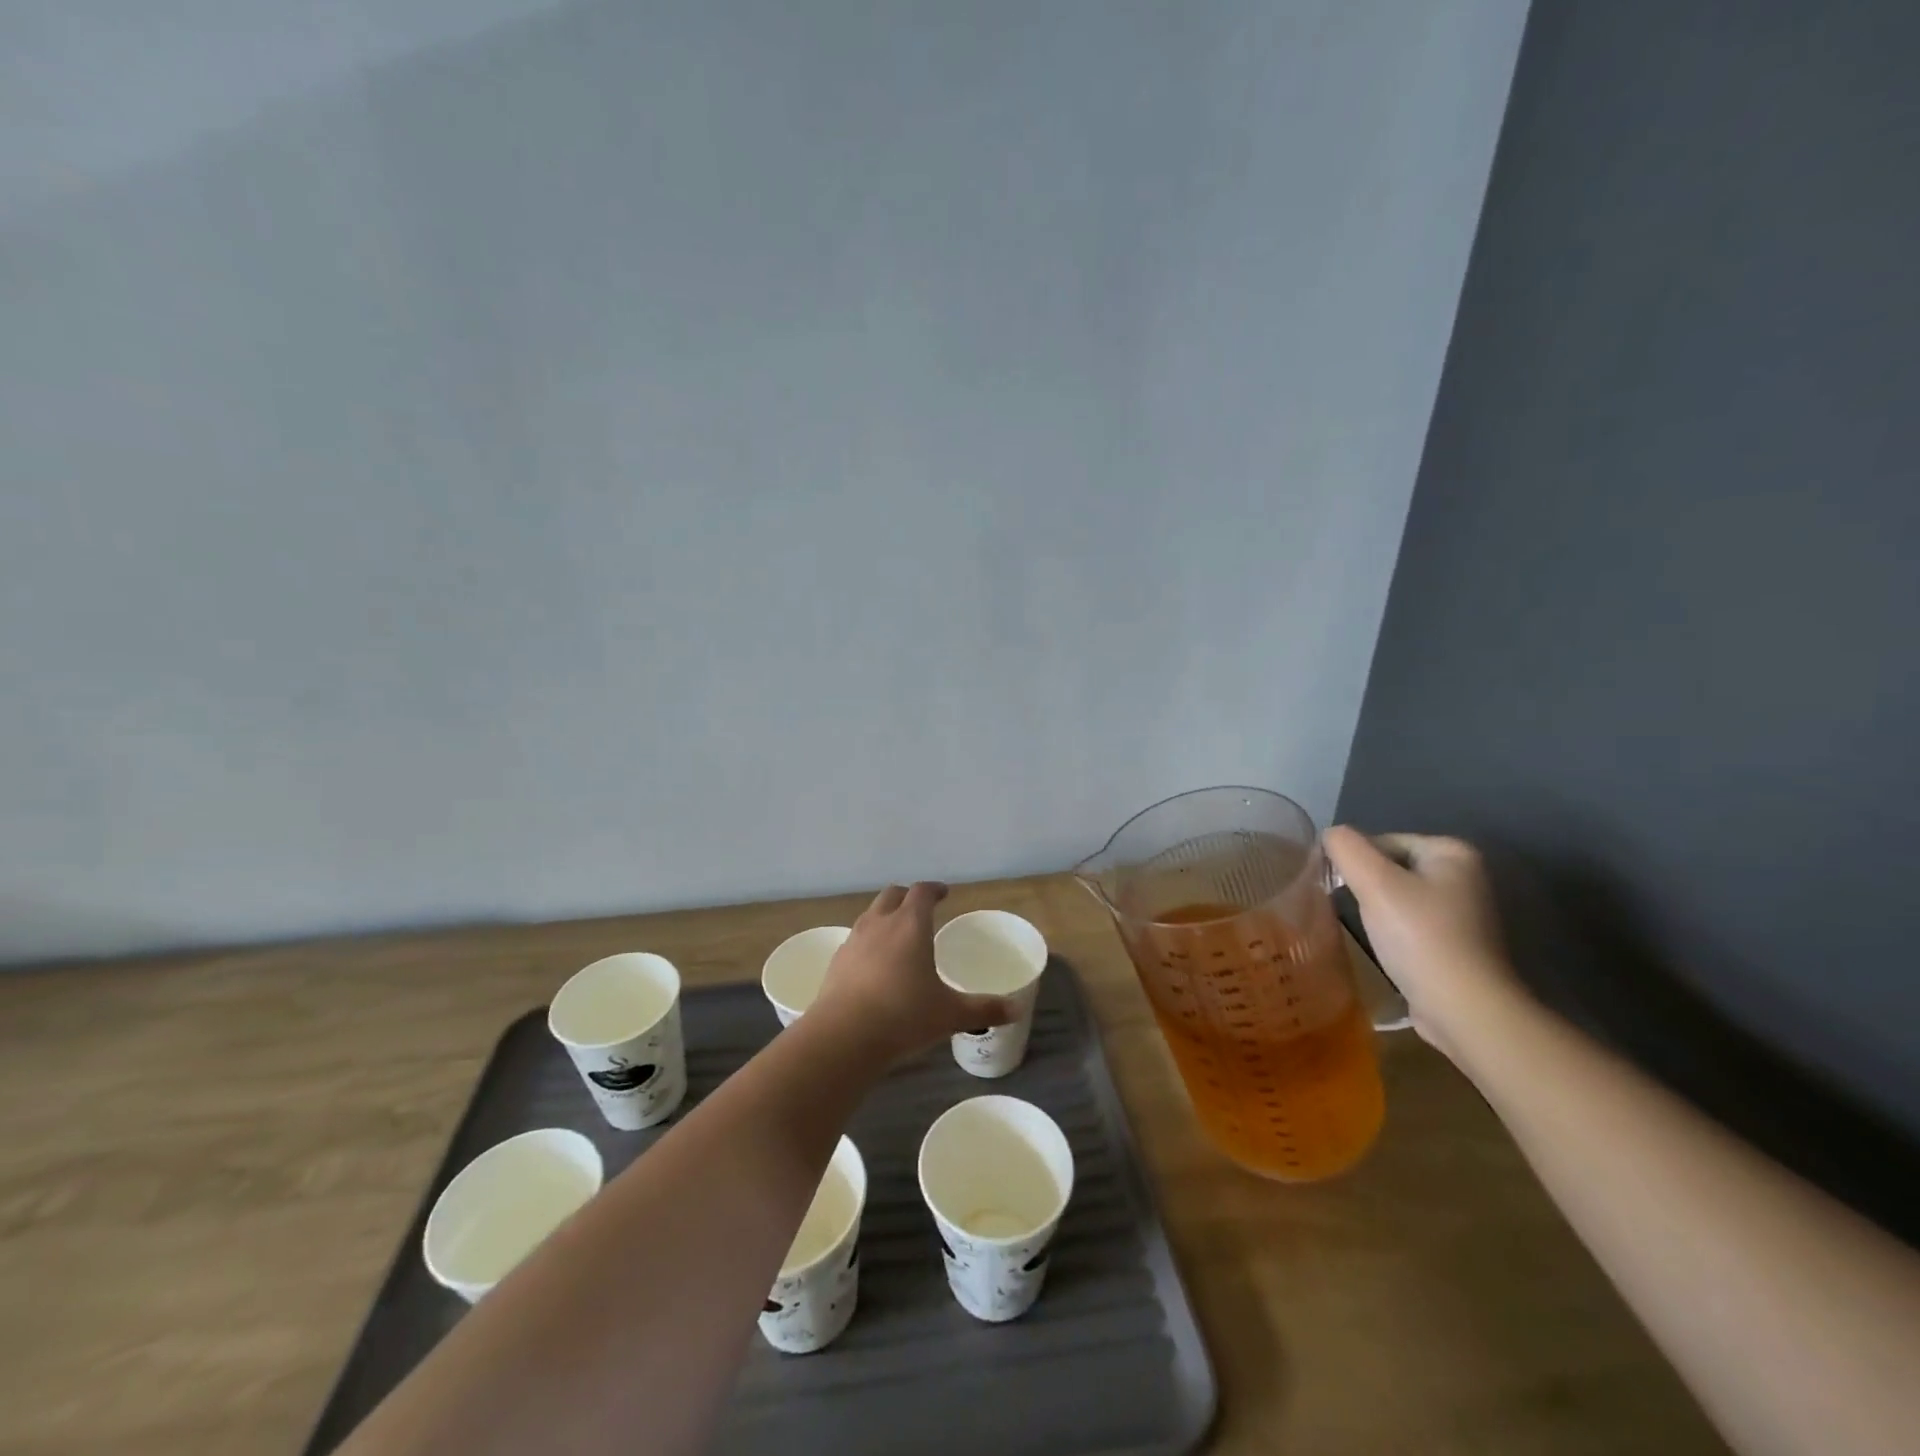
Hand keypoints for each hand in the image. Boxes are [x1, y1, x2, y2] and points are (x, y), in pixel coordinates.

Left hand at [808, 883, 1017, 1061]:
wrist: (843, 1037)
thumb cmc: (903, 1017)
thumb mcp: (950, 1015)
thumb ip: (984, 1009)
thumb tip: (1015, 1010)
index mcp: (910, 925)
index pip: (922, 892)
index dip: (934, 889)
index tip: (944, 894)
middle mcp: (880, 923)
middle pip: (892, 894)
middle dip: (907, 897)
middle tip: (921, 909)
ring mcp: (854, 940)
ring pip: (871, 914)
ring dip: (885, 916)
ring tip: (898, 936)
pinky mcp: (837, 961)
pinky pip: (855, 939)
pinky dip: (868, 942)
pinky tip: (874, 965)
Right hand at [1324, 828, 1521, 1056]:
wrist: (1463, 1009)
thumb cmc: (1420, 937)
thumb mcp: (1374, 882)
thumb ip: (1346, 848)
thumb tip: (1330, 835)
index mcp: (1453, 852)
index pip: (1383, 841)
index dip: (1355, 862)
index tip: (1339, 888)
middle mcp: (1465, 876)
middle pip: (1391, 868)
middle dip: (1366, 886)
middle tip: (1350, 909)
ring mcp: (1464, 912)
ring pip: (1399, 897)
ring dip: (1377, 910)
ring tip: (1368, 931)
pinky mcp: (1457, 943)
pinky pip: (1411, 923)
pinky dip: (1393, 932)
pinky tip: (1386, 949)